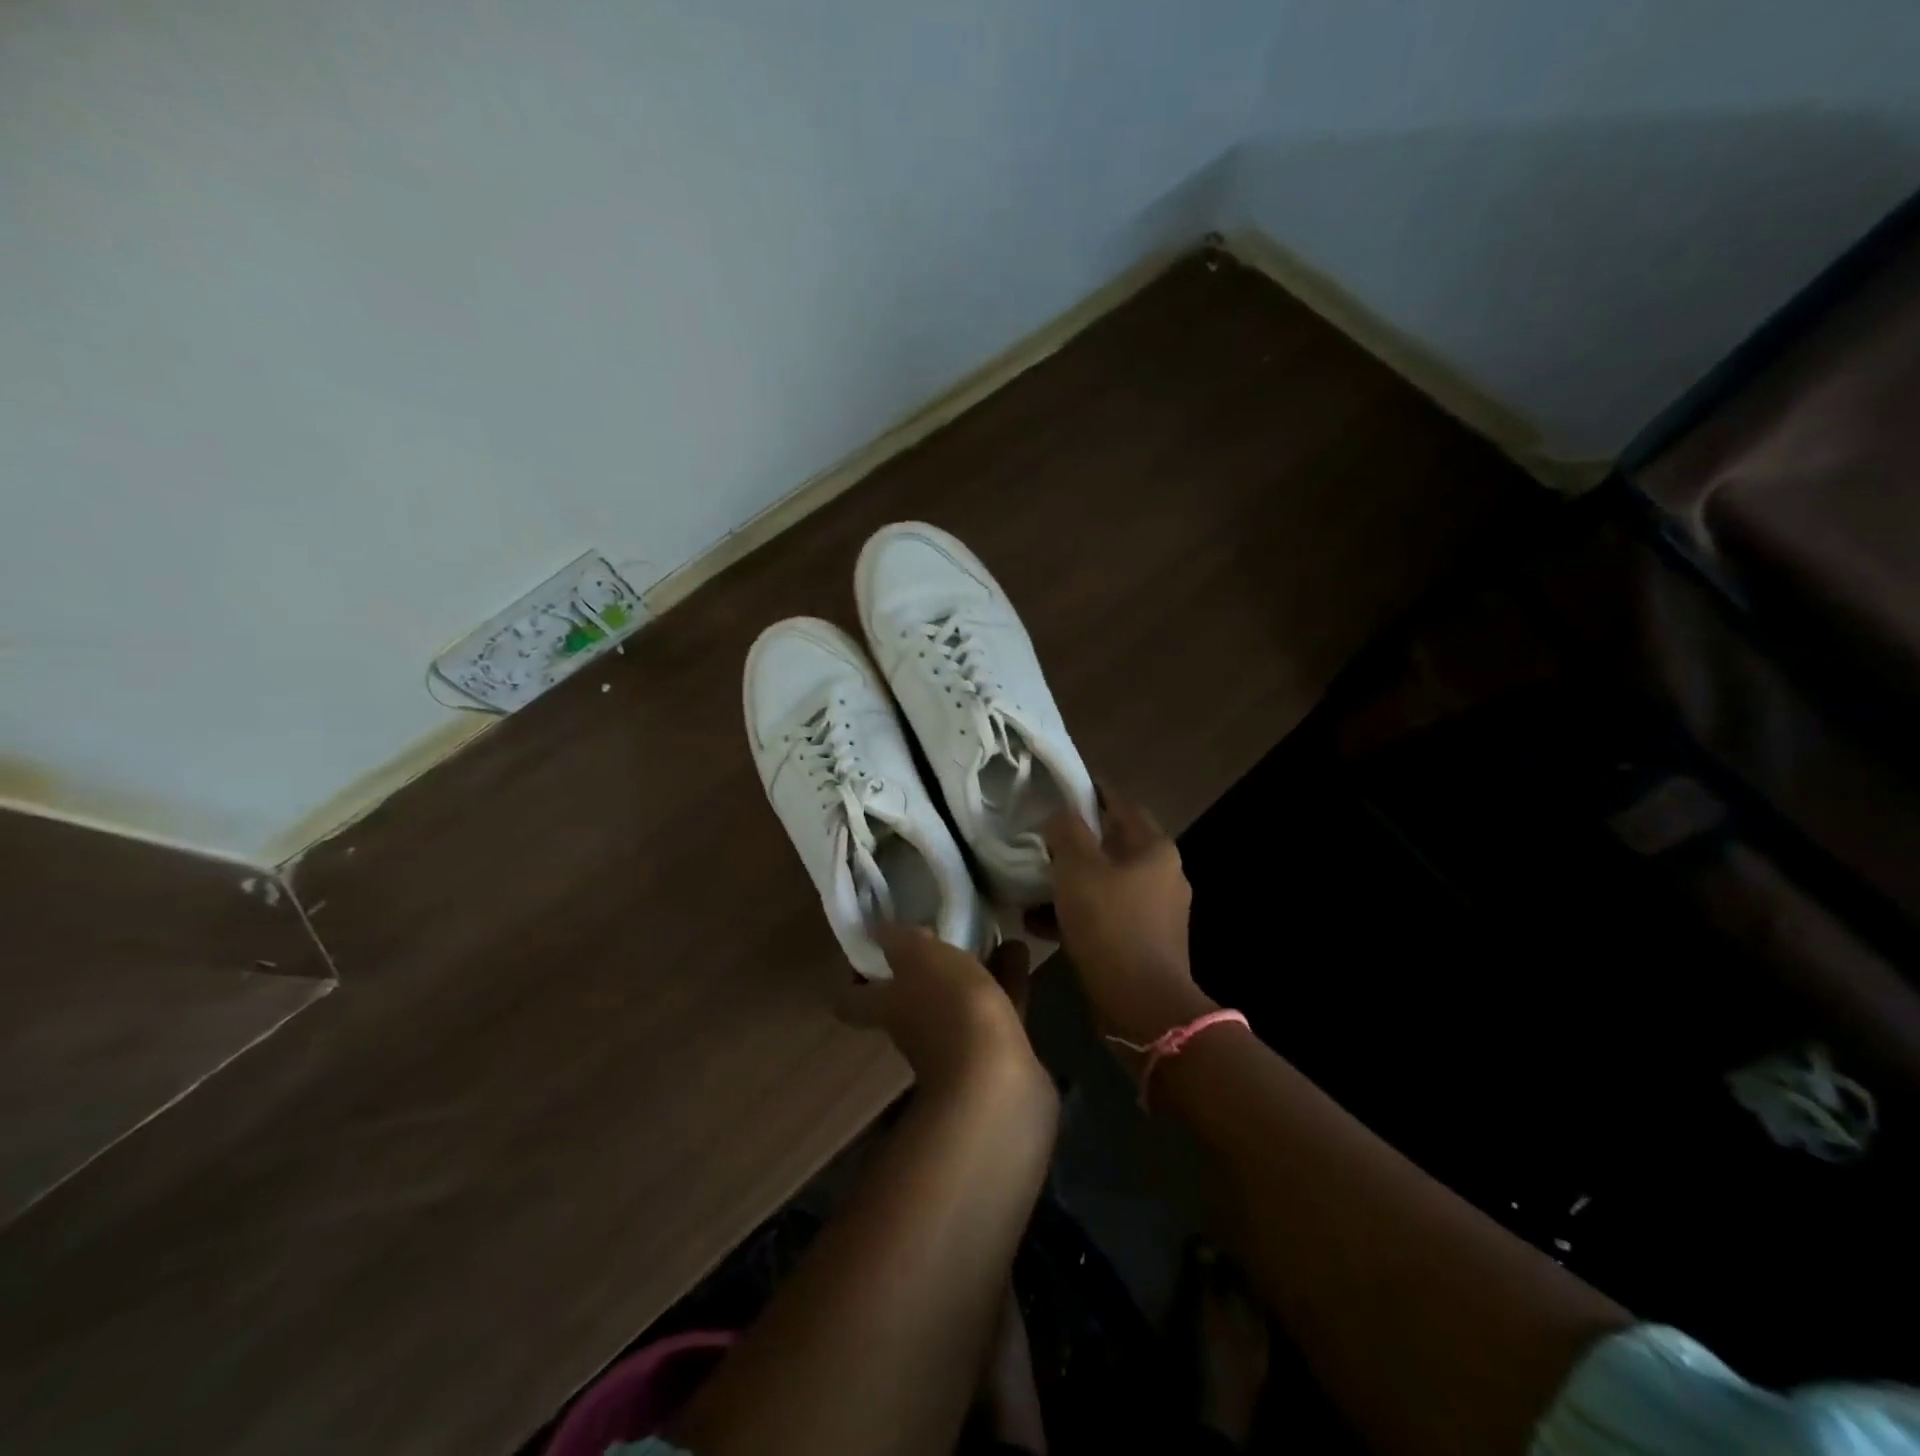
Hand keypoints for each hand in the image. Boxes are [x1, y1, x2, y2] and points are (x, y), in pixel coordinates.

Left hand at [839, 925, 1047, 1101]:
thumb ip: (900, 939)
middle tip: (941, 928)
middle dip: (927, 966)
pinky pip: (999, 1007)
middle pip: (913, 996)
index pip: (853, 1000)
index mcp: (888, 1008)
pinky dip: (1008, 980)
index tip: (869, 946)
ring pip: (961, 999)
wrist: (999, 1085)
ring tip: (990, 931)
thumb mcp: (919, 958)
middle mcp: (916, 1030)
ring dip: (974, 968)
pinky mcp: (997, 1053)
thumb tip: (879, 929)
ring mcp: (957, 1046)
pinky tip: (1020, 949)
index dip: (854, 978)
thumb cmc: (950, 1011)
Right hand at [1027, 790, 1212, 1045]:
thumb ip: (1066, 832)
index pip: (1119, 805)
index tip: (1056, 791)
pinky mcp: (1143, 941)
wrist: (1141, 1005)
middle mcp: (1163, 874)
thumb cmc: (1110, 926)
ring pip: (1104, 883)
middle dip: (1072, 844)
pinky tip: (1038, 922)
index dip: (1089, 794)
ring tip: (1028, 886)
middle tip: (1037, 841)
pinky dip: (1076, 913)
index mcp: (1154, 849)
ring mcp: (1156, 911)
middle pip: (1110, 845)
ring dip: (1068, 883)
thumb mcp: (1078, 870)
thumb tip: (1060, 815)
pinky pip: (1104, 915)